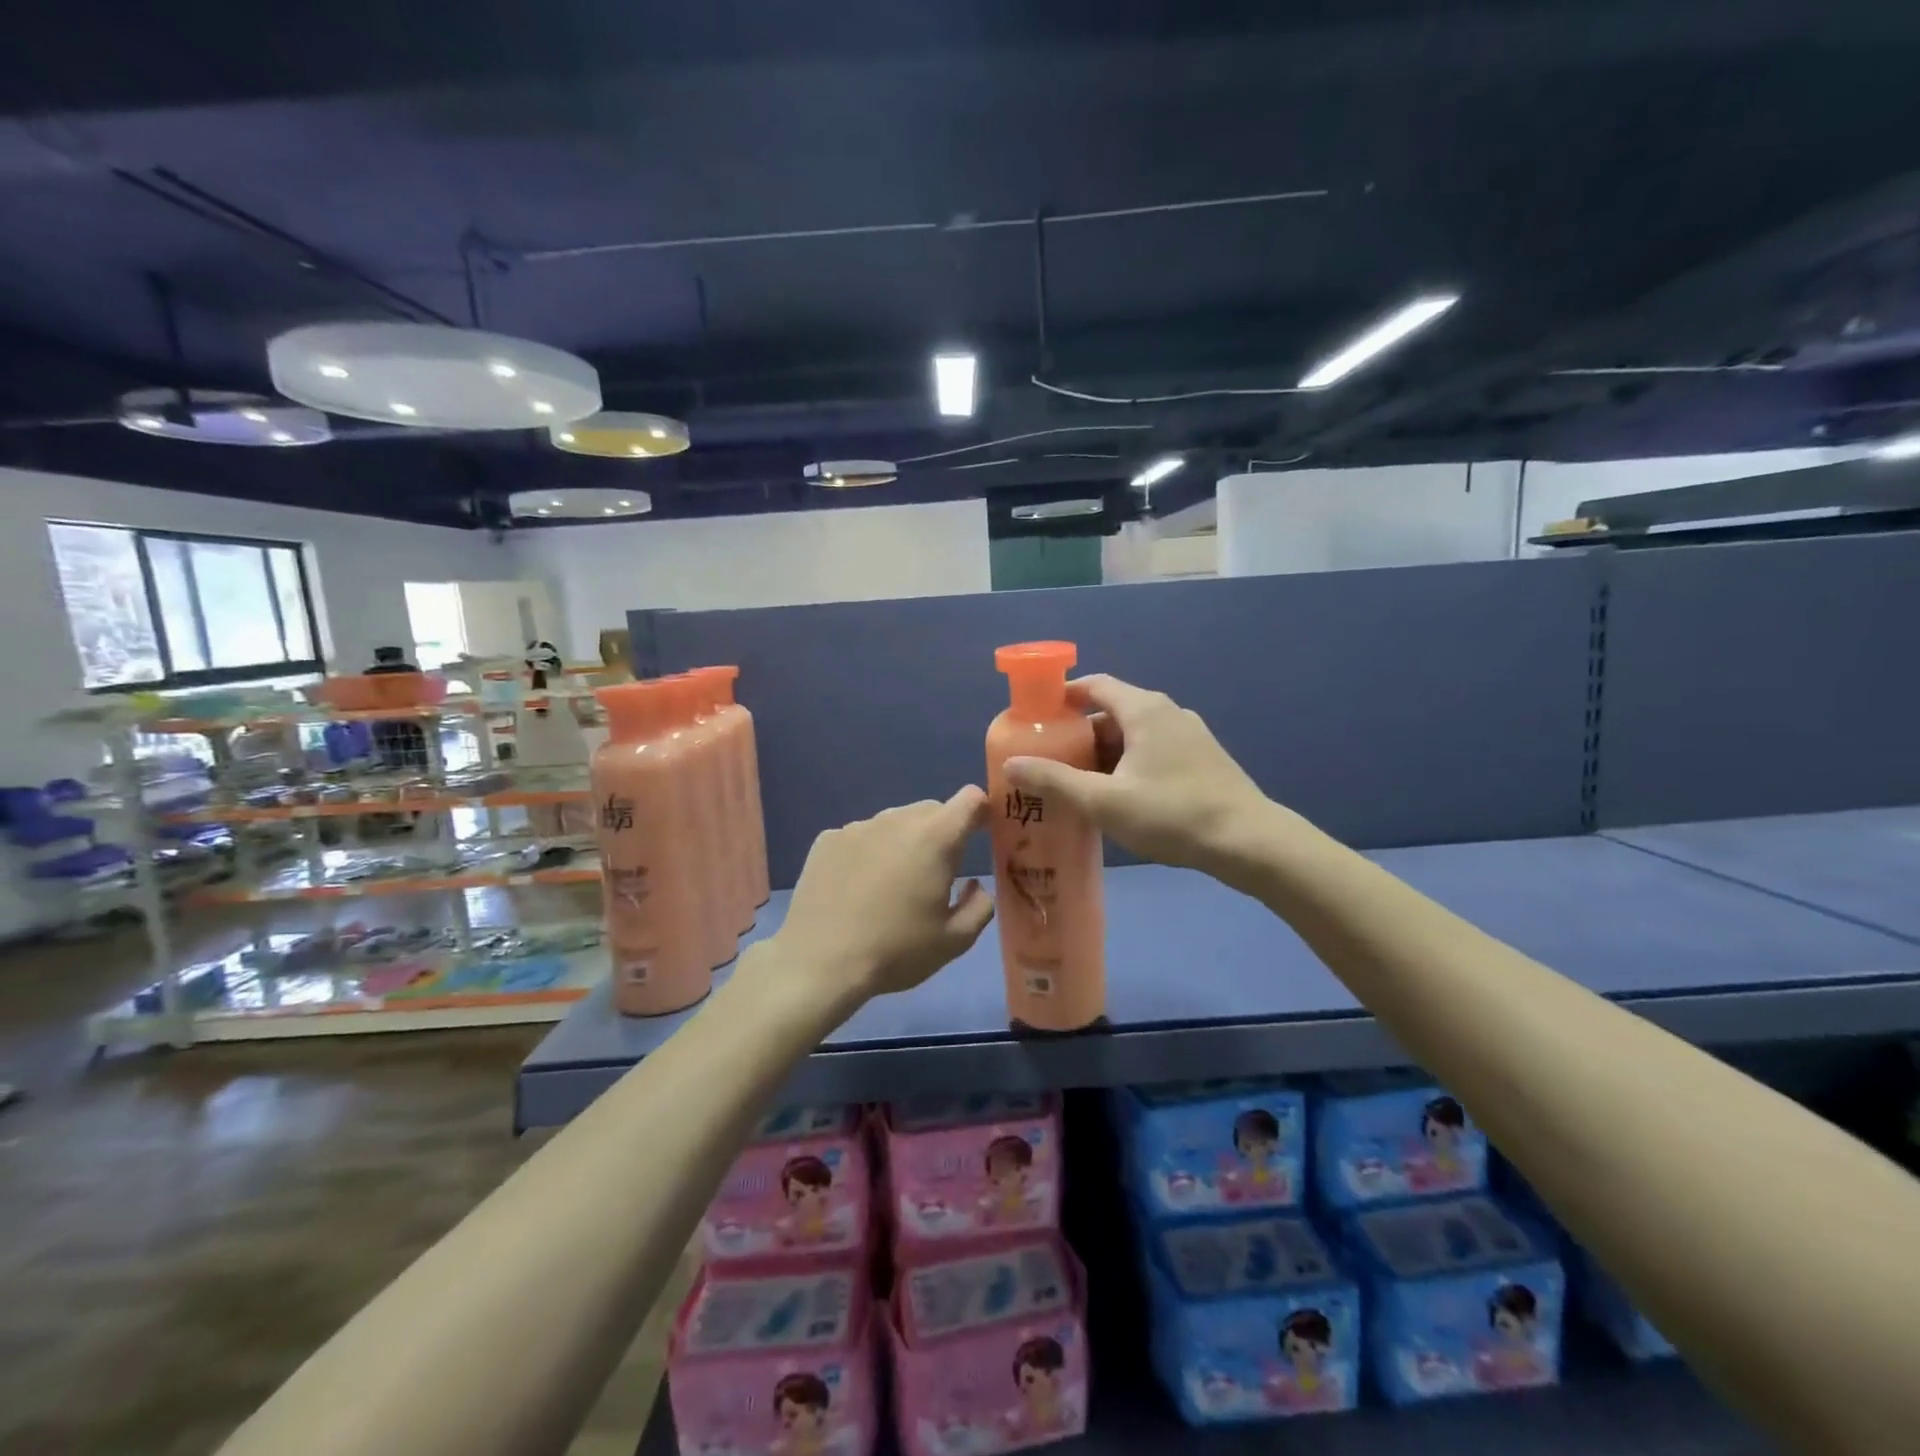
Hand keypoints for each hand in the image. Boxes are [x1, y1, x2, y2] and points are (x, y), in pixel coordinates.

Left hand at [772, 787, 995, 1002]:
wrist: (818, 962)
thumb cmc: (895, 951)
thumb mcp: (953, 941)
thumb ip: (979, 907)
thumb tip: (976, 886)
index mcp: (934, 838)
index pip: (971, 799)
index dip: (982, 811)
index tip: (984, 833)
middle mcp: (896, 820)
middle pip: (932, 810)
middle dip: (943, 832)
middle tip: (938, 873)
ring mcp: (858, 827)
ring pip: (894, 821)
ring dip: (904, 841)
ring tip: (894, 884)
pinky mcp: (827, 839)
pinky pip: (861, 836)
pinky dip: (869, 851)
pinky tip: (857, 888)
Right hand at [1003, 675, 1282, 876]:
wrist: (1249, 842)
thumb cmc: (1173, 814)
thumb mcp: (1105, 801)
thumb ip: (1055, 782)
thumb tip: (1011, 764)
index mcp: (1144, 709)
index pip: (1094, 685)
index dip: (1063, 696)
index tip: (1036, 717)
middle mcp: (1167, 712)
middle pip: (1111, 712)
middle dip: (1078, 735)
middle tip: (1050, 762)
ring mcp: (1189, 735)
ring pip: (1133, 735)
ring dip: (1103, 754)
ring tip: (1077, 784)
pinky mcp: (1201, 759)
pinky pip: (1152, 751)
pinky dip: (1127, 764)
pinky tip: (1118, 797)